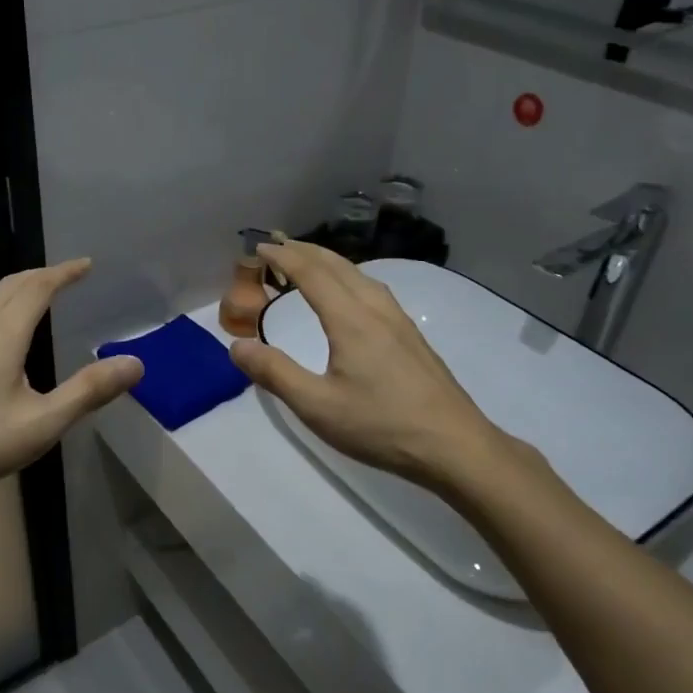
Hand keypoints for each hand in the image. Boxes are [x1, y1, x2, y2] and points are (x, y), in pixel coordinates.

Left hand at [0, 259, 143, 504]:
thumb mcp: (43, 423)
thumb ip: (88, 391)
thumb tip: (135, 363)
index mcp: (2, 335)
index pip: (37, 287)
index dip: (64, 272)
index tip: (85, 265)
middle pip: (9, 286)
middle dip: (40, 275)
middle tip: (65, 276)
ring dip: (15, 290)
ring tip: (34, 299)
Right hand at [228, 242, 499, 490]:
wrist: (455, 446)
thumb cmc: (382, 426)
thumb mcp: (317, 407)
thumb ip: (275, 374)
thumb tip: (237, 346)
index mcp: (351, 321)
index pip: (312, 274)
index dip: (284, 257)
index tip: (260, 247)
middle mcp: (376, 311)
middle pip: (339, 266)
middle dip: (306, 251)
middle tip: (278, 246)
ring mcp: (400, 322)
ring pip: (361, 276)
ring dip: (330, 262)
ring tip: (310, 264)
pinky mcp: (413, 338)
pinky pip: (375, 290)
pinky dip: (350, 278)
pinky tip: (353, 296)